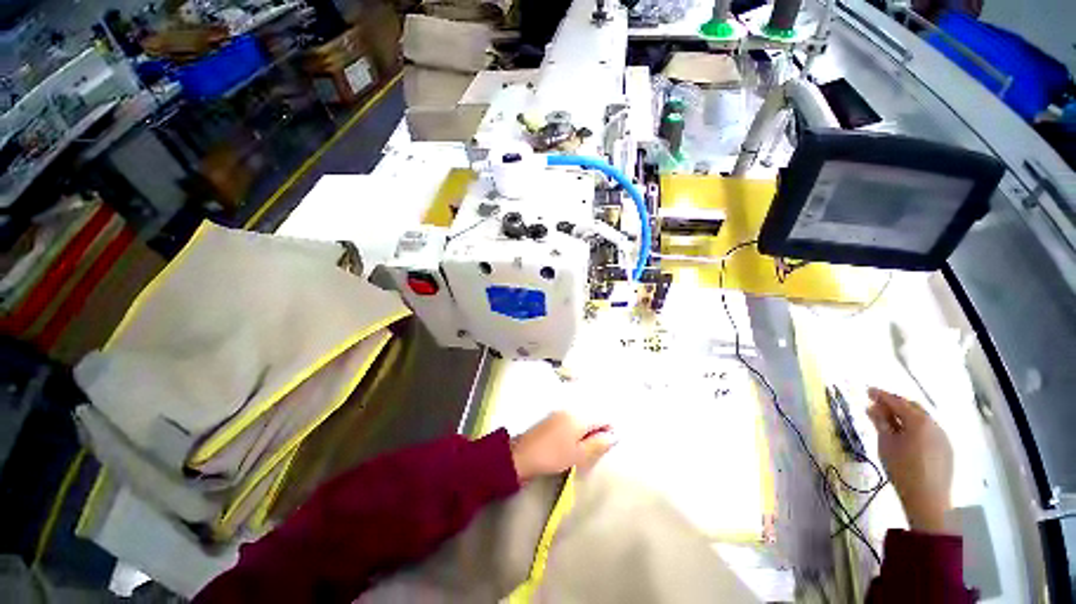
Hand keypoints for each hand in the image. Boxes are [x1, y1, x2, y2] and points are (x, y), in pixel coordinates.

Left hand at [510, 412, 614, 482]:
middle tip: (593, 448)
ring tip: (582, 447)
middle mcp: (572, 408)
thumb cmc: (553, 456)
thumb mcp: (579, 455)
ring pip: (583, 416)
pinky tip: (571, 441)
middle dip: (598, 429)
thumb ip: (599, 444)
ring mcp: (561, 410)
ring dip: (587, 429)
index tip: (605, 445)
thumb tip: (614, 435)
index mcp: (580, 416)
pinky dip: (577, 428)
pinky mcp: (553, 416)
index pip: (604, 417)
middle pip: (593, 414)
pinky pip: (572, 418)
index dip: (609, 430)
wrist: (523, 454)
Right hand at [866, 388, 953, 533]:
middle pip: (913, 407)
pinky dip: (915, 426)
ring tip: (890, 420)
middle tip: (877, 405)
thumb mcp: (886, 444)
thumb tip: (872, 407)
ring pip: (922, 419)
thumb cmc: (902, 469)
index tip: (867, 391)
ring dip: (906, 415)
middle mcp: (934, 424)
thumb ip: (880, 423)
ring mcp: (942, 436)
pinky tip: (906, 435)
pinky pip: (929, 430)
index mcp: (918, 421)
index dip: (881, 395)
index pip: (897, 402)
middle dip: (895, 404)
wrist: (928, 498)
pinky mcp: (946, 448)